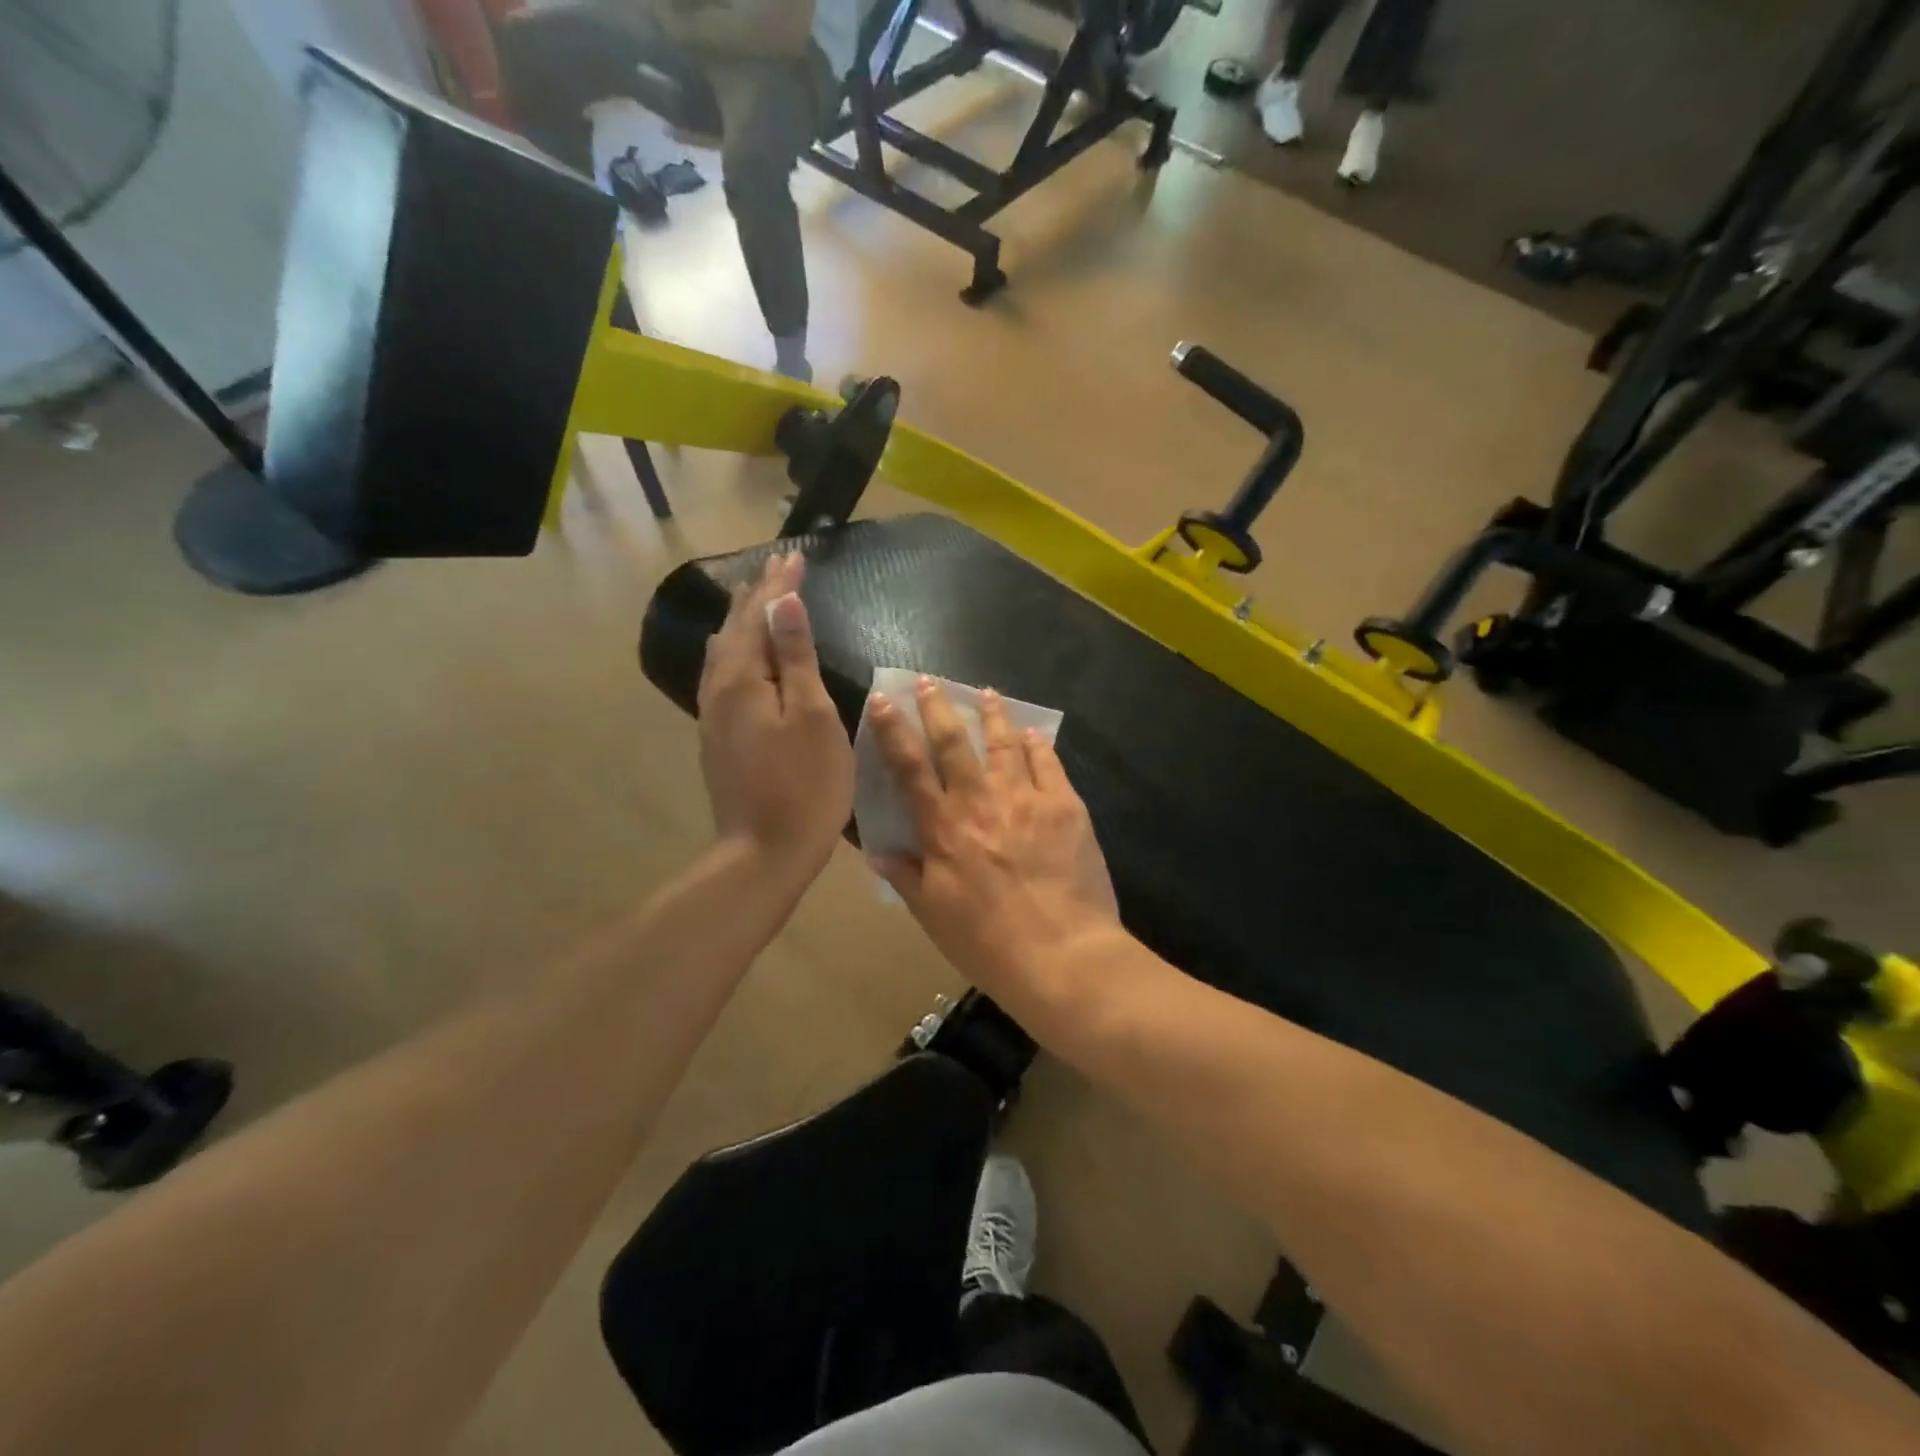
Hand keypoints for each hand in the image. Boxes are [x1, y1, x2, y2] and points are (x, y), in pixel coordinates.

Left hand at [698, 553, 853, 880]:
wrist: (765, 852)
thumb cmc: (804, 785)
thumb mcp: (812, 716)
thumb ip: (796, 656)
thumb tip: (783, 601)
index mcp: (743, 679)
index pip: (759, 615)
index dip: (778, 585)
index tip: (796, 556)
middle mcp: (719, 690)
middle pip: (735, 630)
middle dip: (757, 596)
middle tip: (778, 568)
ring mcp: (714, 716)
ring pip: (724, 653)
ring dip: (743, 622)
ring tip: (756, 600)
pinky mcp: (720, 738)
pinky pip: (724, 676)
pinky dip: (738, 651)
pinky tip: (741, 657)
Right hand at [867, 678, 1119, 993]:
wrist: (1063, 955)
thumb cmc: (988, 943)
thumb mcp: (934, 915)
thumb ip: (906, 876)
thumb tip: (878, 850)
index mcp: (944, 828)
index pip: (910, 768)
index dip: (893, 731)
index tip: (883, 700)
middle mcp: (981, 802)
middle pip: (955, 743)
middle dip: (938, 708)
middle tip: (929, 681)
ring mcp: (1027, 799)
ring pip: (1004, 744)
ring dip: (992, 715)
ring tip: (986, 693)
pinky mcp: (1066, 806)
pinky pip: (1048, 764)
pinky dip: (1038, 745)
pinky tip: (1033, 733)